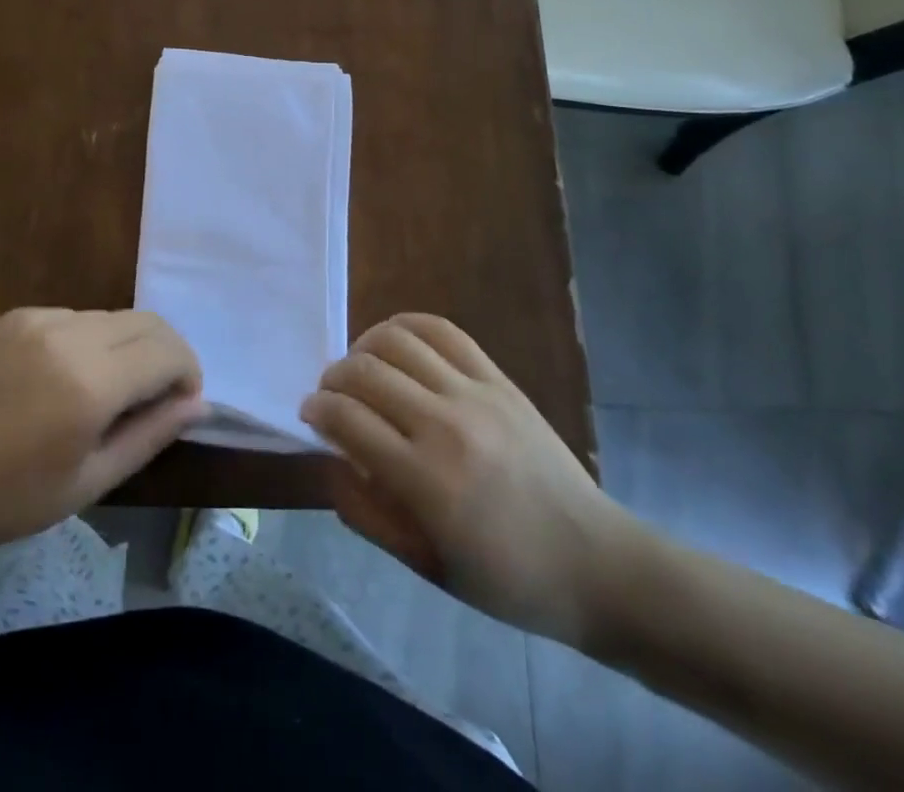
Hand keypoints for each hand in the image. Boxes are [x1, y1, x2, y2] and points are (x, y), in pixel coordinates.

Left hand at [0, 307, 203, 558]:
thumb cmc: (9, 499)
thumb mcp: (91, 482)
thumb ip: (151, 435)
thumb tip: (197, 402)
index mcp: (90, 383)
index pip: (168, 351)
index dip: (188, 373)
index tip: (181, 405)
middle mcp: (70, 335)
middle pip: (147, 322)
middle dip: (167, 353)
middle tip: (158, 396)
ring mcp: (41, 318)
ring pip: (114, 316)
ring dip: (130, 346)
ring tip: (110, 391)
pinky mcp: (18, 315)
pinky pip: (76, 317)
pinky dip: (92, 340)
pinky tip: (67, 378)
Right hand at [301, 313, 643, 648]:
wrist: (593, 562)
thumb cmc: (504, 577)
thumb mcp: (424, 565)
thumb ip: (365, 512)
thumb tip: (328, 458)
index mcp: (425, 480)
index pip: (347, 419)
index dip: (316, 409)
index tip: (309, 414)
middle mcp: (445, 425)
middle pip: (365, 372)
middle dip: (333, 378)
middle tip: (330, 394)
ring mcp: (475, 394)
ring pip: (397, 340)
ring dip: (364, 347)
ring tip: (360, 367)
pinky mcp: (498, 379)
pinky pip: (443, 331)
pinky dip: (406, 325)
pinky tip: (394, 341)